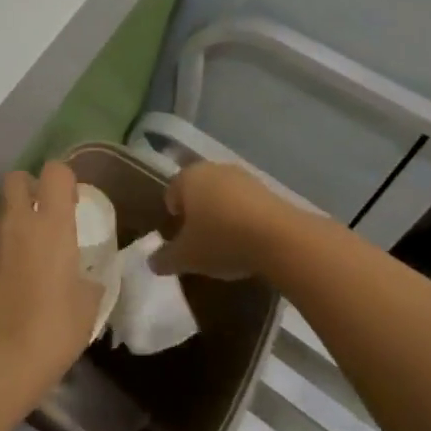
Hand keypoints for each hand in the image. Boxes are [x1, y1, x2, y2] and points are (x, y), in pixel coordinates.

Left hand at [0, 160, 102, 391]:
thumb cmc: (49, 330)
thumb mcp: (86, 309)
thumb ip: (89, 284)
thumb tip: (87, 280)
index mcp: (51, 223)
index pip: (54, 172)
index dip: (65, 180)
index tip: (73, 204)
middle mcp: (18, 221)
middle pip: (17, 178)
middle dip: (31, 187)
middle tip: (48, 215)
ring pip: (3, 208)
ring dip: (17, 217)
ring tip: (35, 250)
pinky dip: (6, 247)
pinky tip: (18, 277)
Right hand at [150, 161, 299, 279]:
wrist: (279, 238)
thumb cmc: (221, 240)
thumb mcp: (187, 257)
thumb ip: (165, 258)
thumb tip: (150, 262)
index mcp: (188, 177)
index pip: (171, 193)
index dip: (173, 216)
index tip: (180, 239)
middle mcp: (213, 169)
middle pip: (198, 191)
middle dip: (197, 213)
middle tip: (201, 241)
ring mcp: (242, 177)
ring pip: (223, 195)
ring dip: (222, 214)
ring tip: (226, 244)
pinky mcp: (268, 189)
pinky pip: (246, 203)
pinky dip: (243, 218)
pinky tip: (249, 242)